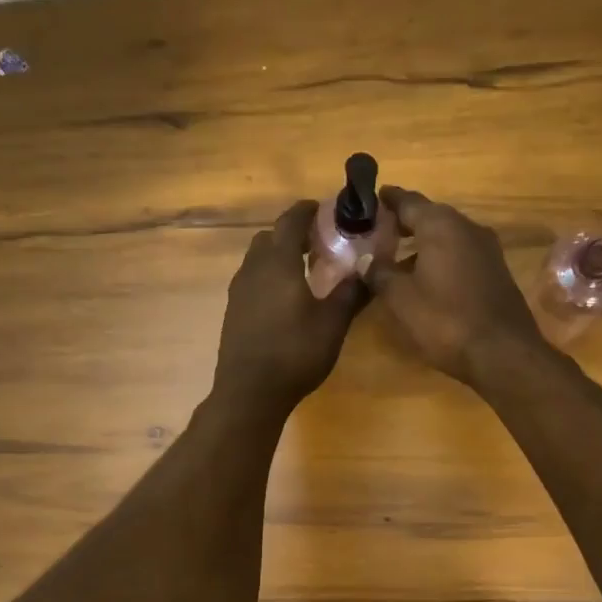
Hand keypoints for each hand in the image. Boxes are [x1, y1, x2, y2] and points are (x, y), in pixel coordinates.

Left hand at [213, 200, 366, 414]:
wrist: (249, 392)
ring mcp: (238, 290)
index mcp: (279, 263)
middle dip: (292, 233)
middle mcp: (253, 269)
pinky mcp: (232, 310)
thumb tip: (368, 268)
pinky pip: (251, 279)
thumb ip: (351, 292)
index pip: (290, 221)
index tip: (324, 209)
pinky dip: (268, 276)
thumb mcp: (333, 323)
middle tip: (318, 243)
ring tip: (304, 270)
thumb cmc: (295, 353)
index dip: (307, 211)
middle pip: (269, 237)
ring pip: (257, 258)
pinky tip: (284, 299)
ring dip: (278, 255)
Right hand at [364, 187, 541, 383]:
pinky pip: (460, 254)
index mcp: (441, 225)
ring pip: (447, 236)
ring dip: (422, 243)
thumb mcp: (400, 298)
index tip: (368, 200)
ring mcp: (487, 249)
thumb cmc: (445, 320)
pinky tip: (426, 278)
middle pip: (430, 216)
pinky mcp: (496, 271)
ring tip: (397, 257)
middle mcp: (467, 227)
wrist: (502, 353)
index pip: (408, 201)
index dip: (386, 200)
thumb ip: (379, 273)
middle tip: (378, 231)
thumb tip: (367, 260)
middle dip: (404, 222)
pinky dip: (440, 258)